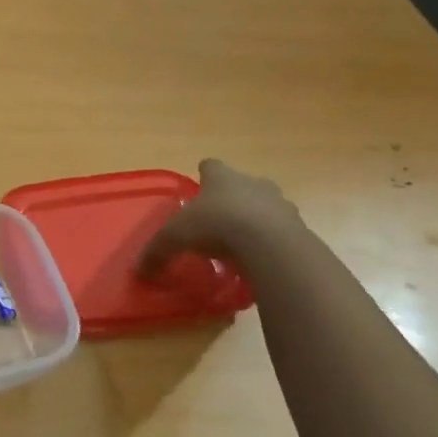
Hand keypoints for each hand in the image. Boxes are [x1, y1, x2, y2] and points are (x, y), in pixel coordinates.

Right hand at [138, 159, 299, 276]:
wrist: (270, 244)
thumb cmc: (216, 225)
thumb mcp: (175, 238)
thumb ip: (157, 251)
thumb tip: (139, 270)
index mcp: (221, 177)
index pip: (210, 166)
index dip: (204, 176)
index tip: (199, 189)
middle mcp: (252, 182)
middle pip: (241, 185)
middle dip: (231, 199)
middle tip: (218, 220)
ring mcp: (279, 203)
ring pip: (264, 206)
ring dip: (255, 220)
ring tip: (241, 244)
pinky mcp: (298, 227)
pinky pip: (281, 231)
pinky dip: (270, 241)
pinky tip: (259, 259)